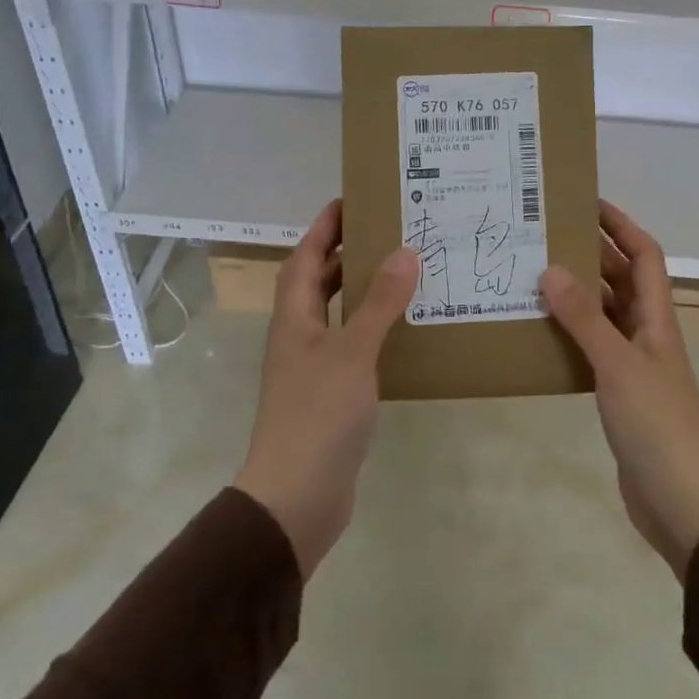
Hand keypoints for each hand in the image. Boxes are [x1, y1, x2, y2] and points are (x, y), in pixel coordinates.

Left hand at [233, 200, 417, 579]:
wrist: (296, 499)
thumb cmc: (318, 416)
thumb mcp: (353, 353)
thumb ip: (379, 303)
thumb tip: (404, 252)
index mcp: (294, 318)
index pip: (305, 258)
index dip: (323, 228)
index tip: (350, 200)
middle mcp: (299, 336)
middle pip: (318, 282)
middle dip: (345, 253)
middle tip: (387, 231)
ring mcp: (314, 367)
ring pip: (336, 314)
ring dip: (361, 290)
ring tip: (401, 270)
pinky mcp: (331, 394)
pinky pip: (353, 345)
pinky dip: (373, 328)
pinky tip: (403, 329)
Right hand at [541, 201, 698, 580]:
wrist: (680, 499)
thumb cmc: (656, 423)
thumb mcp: (617, 364)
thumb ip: (584, 318)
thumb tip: (551, 269)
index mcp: (657, 317)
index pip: (644, 255)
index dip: (621, 225)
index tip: (586, 203)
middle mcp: (648, 332)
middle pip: (622, 279)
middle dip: (590, 254)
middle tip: (545, 237)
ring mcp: (634, 363)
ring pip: (605, 313)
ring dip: (577, 294)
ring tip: (533, 276)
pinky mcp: (619, 391)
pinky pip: (593, 347)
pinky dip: (570, 333)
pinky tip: (540, 332)